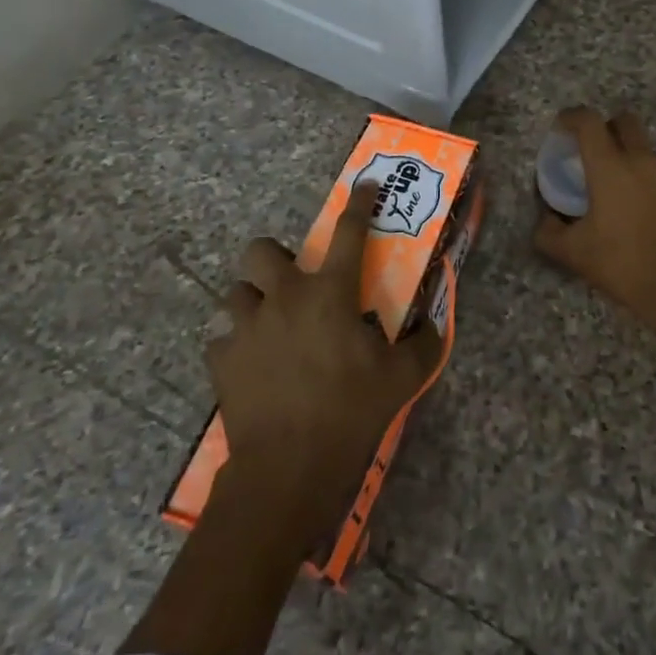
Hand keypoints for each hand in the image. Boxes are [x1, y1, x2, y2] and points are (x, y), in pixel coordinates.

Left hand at [210, 183, 443, 551]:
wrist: (288, 468)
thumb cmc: (351, 412)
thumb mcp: (403, 378)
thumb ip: (424, 343)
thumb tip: (434, 322)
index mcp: (331, 293)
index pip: (349, 232)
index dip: (359, 203)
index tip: (364, 186)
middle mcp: (284, 298)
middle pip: (261, 249)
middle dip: (274, 256)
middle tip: (293, 281)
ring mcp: (247, 327)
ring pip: (236, 291)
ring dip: (253, 301)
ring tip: (269, 325)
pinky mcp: (222, 359)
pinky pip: (222, 337)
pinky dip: (236, 343)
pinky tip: (252, 363)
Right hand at [534, 107, 655, 428]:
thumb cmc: (622, 265)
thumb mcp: (573, 253)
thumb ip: (549, 231)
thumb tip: (546, 219)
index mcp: (609, 166)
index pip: (588, 121)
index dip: (571, 117)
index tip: (561, 127)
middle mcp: (642, 159)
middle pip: (624, 121)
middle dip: (607, 128)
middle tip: (595, 152)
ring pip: (647, 148)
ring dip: (632, 156)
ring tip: (623, 188)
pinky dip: (653, 179)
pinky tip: (648, 208)